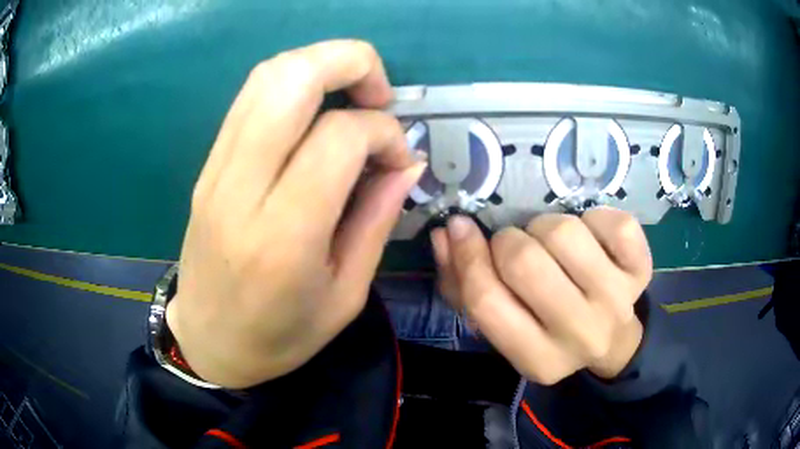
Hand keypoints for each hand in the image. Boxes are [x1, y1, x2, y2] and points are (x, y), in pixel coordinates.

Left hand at [166, 40, 424, 387]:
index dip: (383, 133)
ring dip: (321, 65)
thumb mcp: (346, 295)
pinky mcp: (208, 164)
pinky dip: (293, 85)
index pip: (339, 136)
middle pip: (292, 78)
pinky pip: (251, 98)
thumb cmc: (280, 336)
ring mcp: (216, 169)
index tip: (399, 160)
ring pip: (267, 76)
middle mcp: (241, 188)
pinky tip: (315, 115)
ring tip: (351, 99)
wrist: (208, 341)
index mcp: (284, 236)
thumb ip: (377, 219)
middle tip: (379, 97)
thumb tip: (407, 162)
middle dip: (351, 62)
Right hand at [431, 209, 651, 382]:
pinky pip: (612, 222)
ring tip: (552, 245)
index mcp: (538, 359)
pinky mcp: (642, 270)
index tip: (461, 227)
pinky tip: (591, 237)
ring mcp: (618, 301)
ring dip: (547, 227)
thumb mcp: (504, 326)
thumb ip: (463, 286)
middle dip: (509, 242)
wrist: (611, 340)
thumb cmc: (548, 331)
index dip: (466, 257)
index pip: (486, 302)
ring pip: (565, 233)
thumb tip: (445, 234)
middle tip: (516, 246)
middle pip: (525, 262)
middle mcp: (581, 335)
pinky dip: (594, 217)